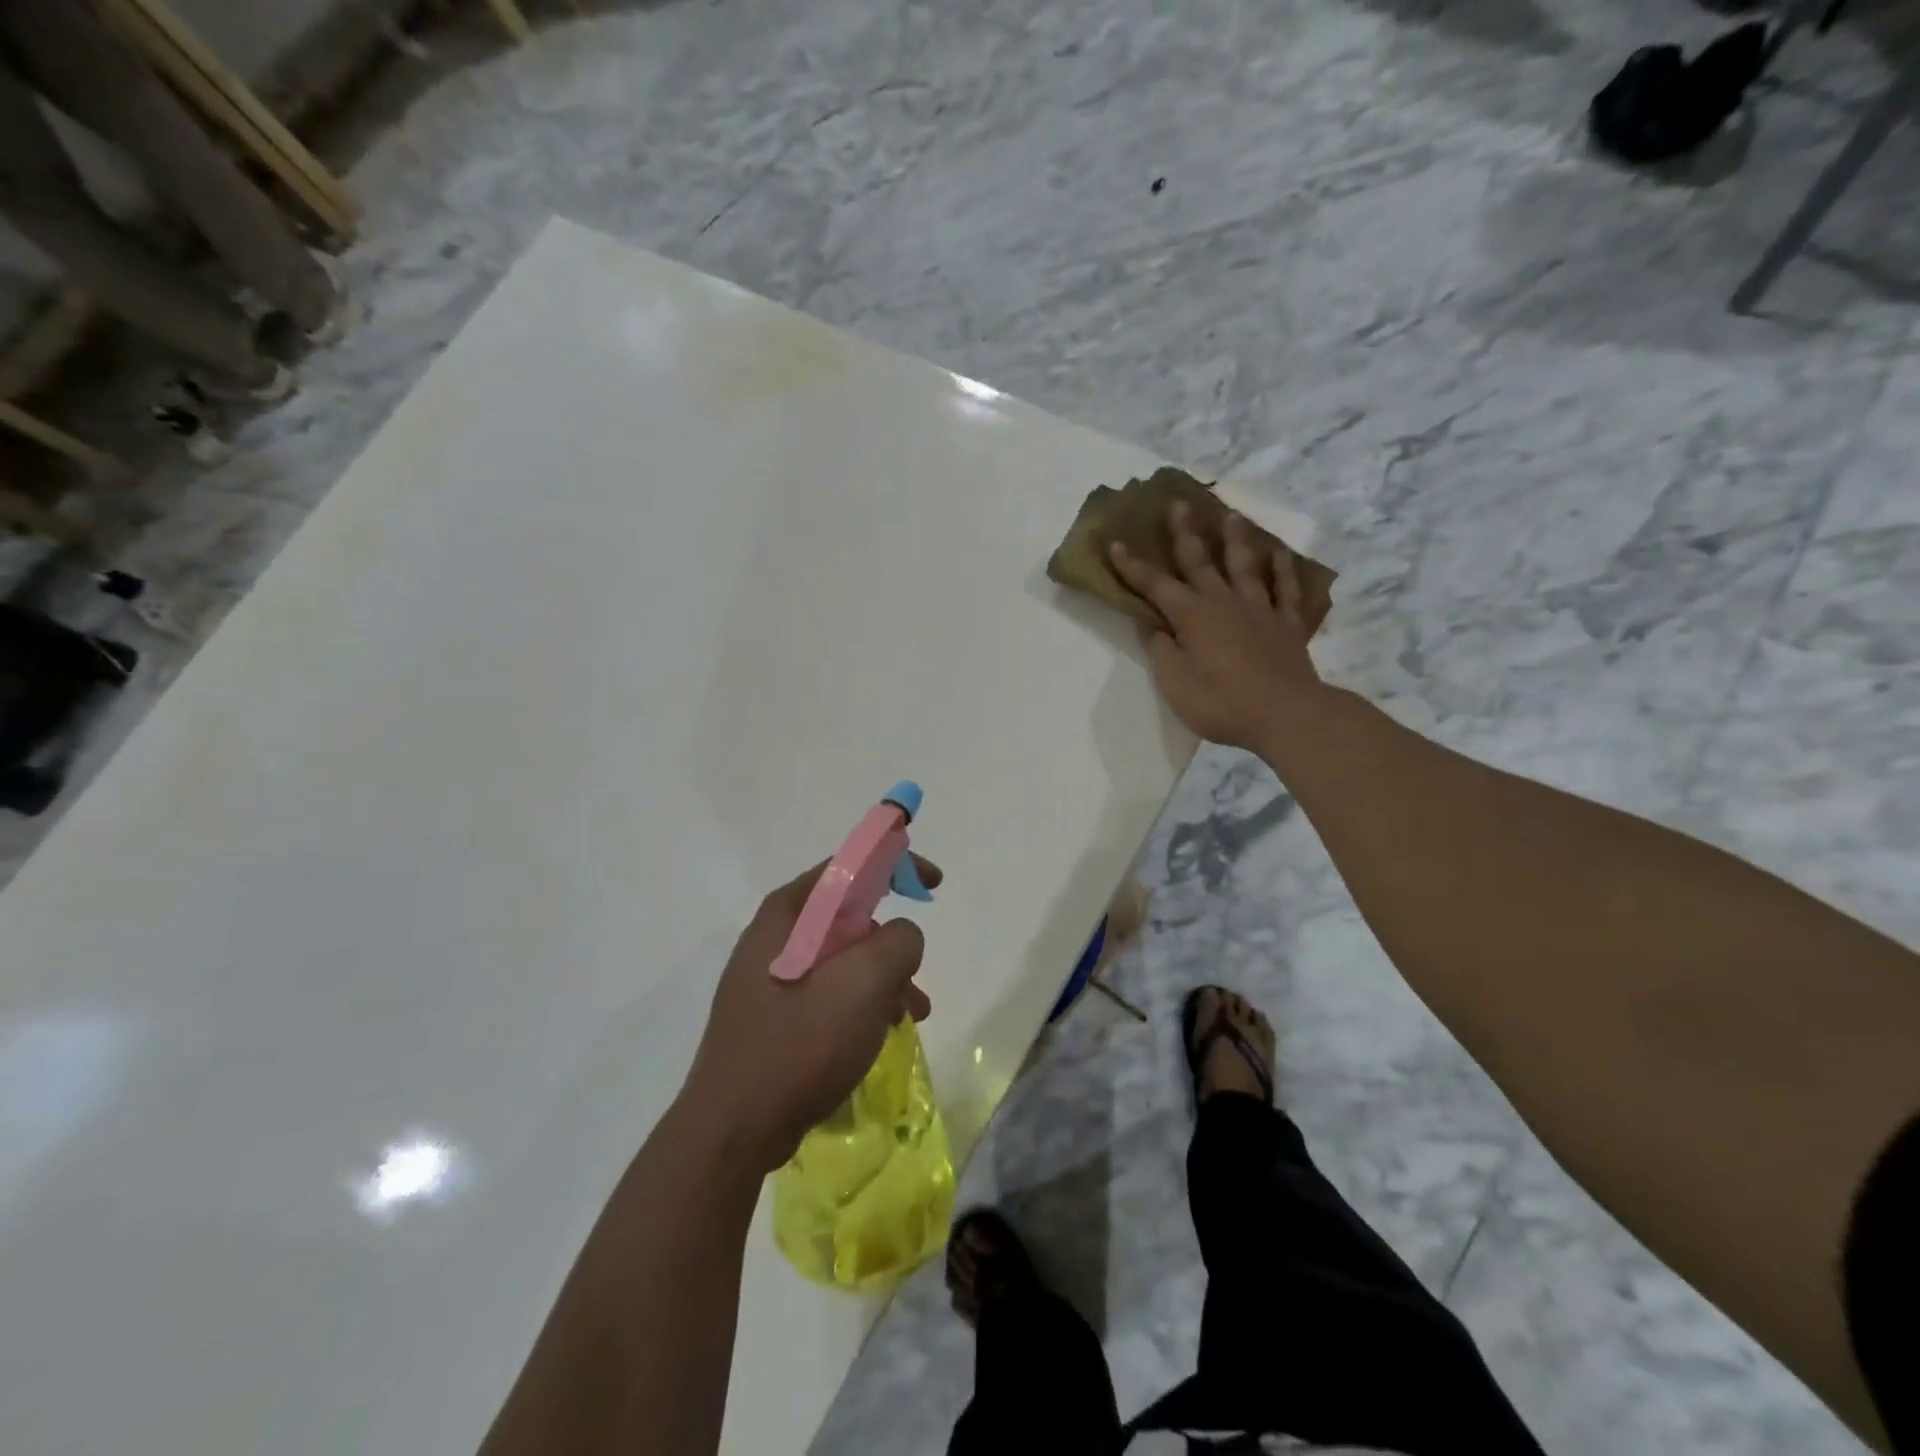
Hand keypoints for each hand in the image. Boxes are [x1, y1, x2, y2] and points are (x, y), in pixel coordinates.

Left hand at [680, 857, 940, 1172]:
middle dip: (892, 945)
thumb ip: (898, 941)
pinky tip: (875, 1038)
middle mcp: (775, 936)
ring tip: (906, 1019)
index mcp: (789, 914)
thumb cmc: (800, 1043)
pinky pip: (828, 993)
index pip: (849, 866)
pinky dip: (860, 1005)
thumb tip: (901, 938)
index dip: (895, 864)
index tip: (932, 885)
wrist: (733, 1130)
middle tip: (914, 981)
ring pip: (844, 960)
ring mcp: (770, 978)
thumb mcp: (864, 982)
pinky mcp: (773, 1015)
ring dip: (882, 982)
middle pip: (850, 917)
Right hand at [1109, 502, 1323, 751]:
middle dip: (1185, 533)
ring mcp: (1260, 610)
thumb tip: (1154, 627)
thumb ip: (1161, 651)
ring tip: (1231, 516)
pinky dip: (1282, 570)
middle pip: (1201, 561)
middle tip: (1179, 504)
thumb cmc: (1221, 703)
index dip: (1133, 566)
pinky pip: (1286, 590)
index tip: (1116, 543)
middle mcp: (1224, 602)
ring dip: (1235, 540)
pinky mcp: (1287, 624)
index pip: (1155, 585)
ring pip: (1245, 566)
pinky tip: (1279, 554)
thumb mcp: (1175, 683)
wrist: (1286, 715)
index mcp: (1192, 616)